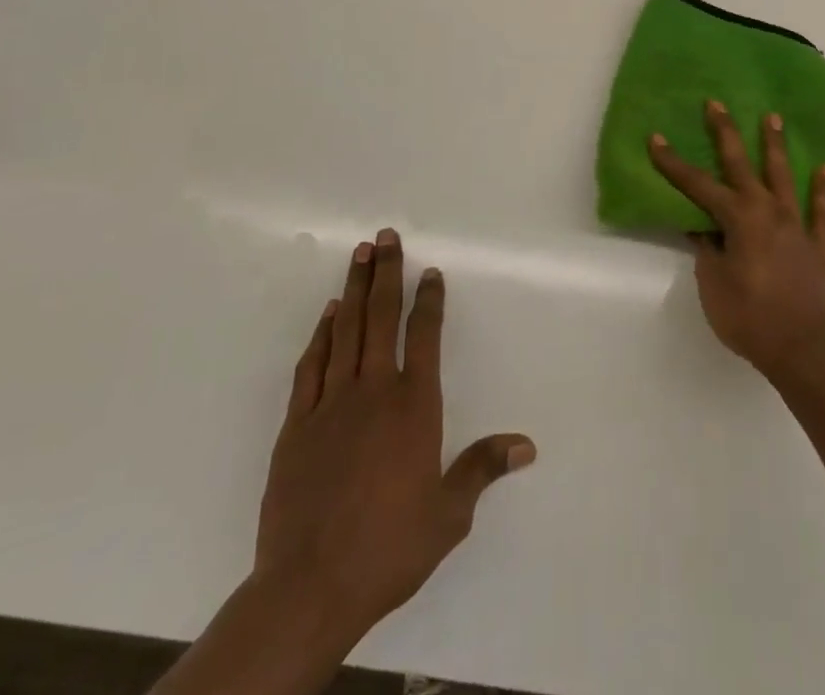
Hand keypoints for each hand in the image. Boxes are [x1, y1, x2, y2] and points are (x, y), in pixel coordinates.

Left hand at [253, 229, 536, 650]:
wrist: (308, 587)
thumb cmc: (388, 548)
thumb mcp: (448, 515)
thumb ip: (482, 469)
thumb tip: (527, 445)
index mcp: (414, 406)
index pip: (424, 336)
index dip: (429, 300)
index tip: (430, 271)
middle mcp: (374, 392)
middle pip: (381, 318)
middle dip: (386, 273)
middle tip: (386, 236)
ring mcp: (331, 404)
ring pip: (346, 331)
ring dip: (354, 289)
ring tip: (359, 254)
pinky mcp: (296, 425)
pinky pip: (311, 366)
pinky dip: (321, 335)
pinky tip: (328, 315)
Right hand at [648, 101, 824, 387]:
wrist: (804, 352)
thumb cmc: (750, 319)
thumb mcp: (713, 286)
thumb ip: (707, 250)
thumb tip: (700, 226)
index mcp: (738, 220)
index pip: (698, 186)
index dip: (674, 163)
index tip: (656, 138)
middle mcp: (768, 212)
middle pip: (742, 165)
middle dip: (726, 133)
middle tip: (716, 103)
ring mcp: (797, 226)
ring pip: (784, 176)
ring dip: (776, 146)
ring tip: (773, 117)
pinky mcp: (819, 245)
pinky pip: (821, 211)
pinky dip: (822, 189)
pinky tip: (824, 169)